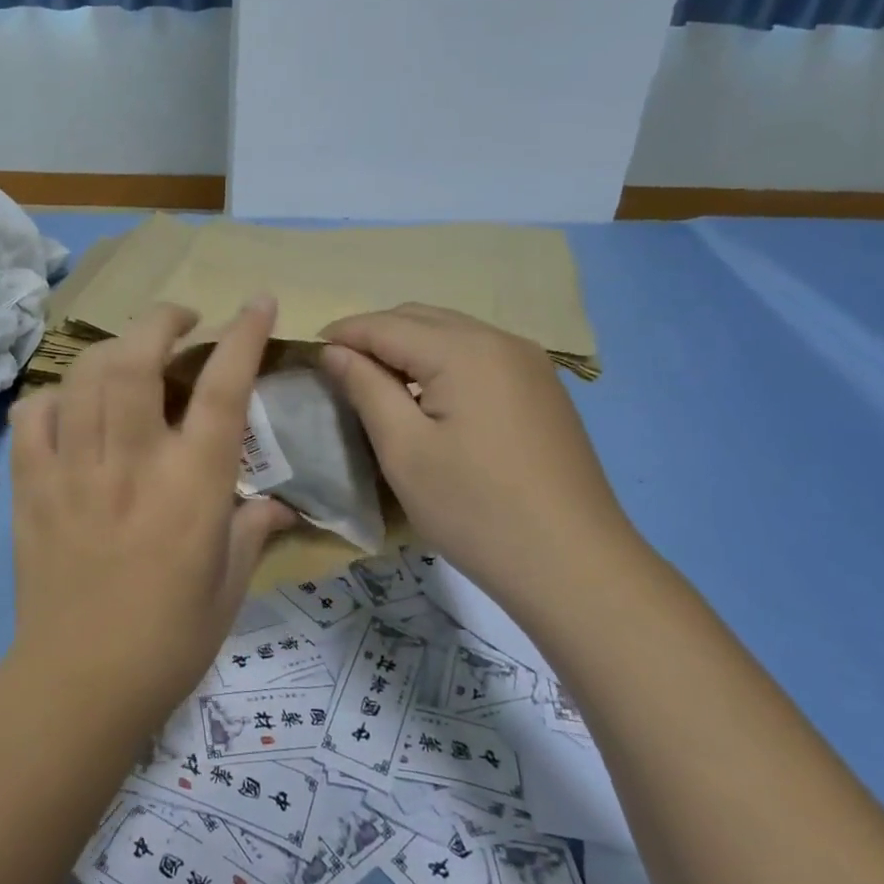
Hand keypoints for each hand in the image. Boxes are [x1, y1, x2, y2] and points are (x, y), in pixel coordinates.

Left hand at [7, 299, 294, 735]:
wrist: (78, 686)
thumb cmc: (169, 640)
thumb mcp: (229, 585)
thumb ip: (254, 531)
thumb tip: (282, 506)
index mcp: (191, 486)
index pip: (222, 389)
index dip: (243, 335)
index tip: (258, 301)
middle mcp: (131, 462)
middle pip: (138, 359)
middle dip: (162, 319)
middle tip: (182, 319)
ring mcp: (73, 470)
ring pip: (86, 376)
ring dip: (115, 348)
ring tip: (132, 354)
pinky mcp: (32, 487)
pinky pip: (34, 416)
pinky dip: (55, 396)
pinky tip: (72, 406)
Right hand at [320, 304, 631, 593]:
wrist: (574, 565)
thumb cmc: (475, 509)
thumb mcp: (404, 450)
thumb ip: (366, 388)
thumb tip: (334, 351)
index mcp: (463, 350)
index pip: (386, 324)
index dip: (344, 334)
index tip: (309, 351)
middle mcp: (499, 340)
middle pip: (420, 318)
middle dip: (375, 334)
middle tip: (340, 368)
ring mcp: (529, 362)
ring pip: (451, 332)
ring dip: (409, 345)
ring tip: (377, 381)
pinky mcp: (542, 388)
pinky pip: (479, 353)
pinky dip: (443, 360)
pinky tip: (430, 395)